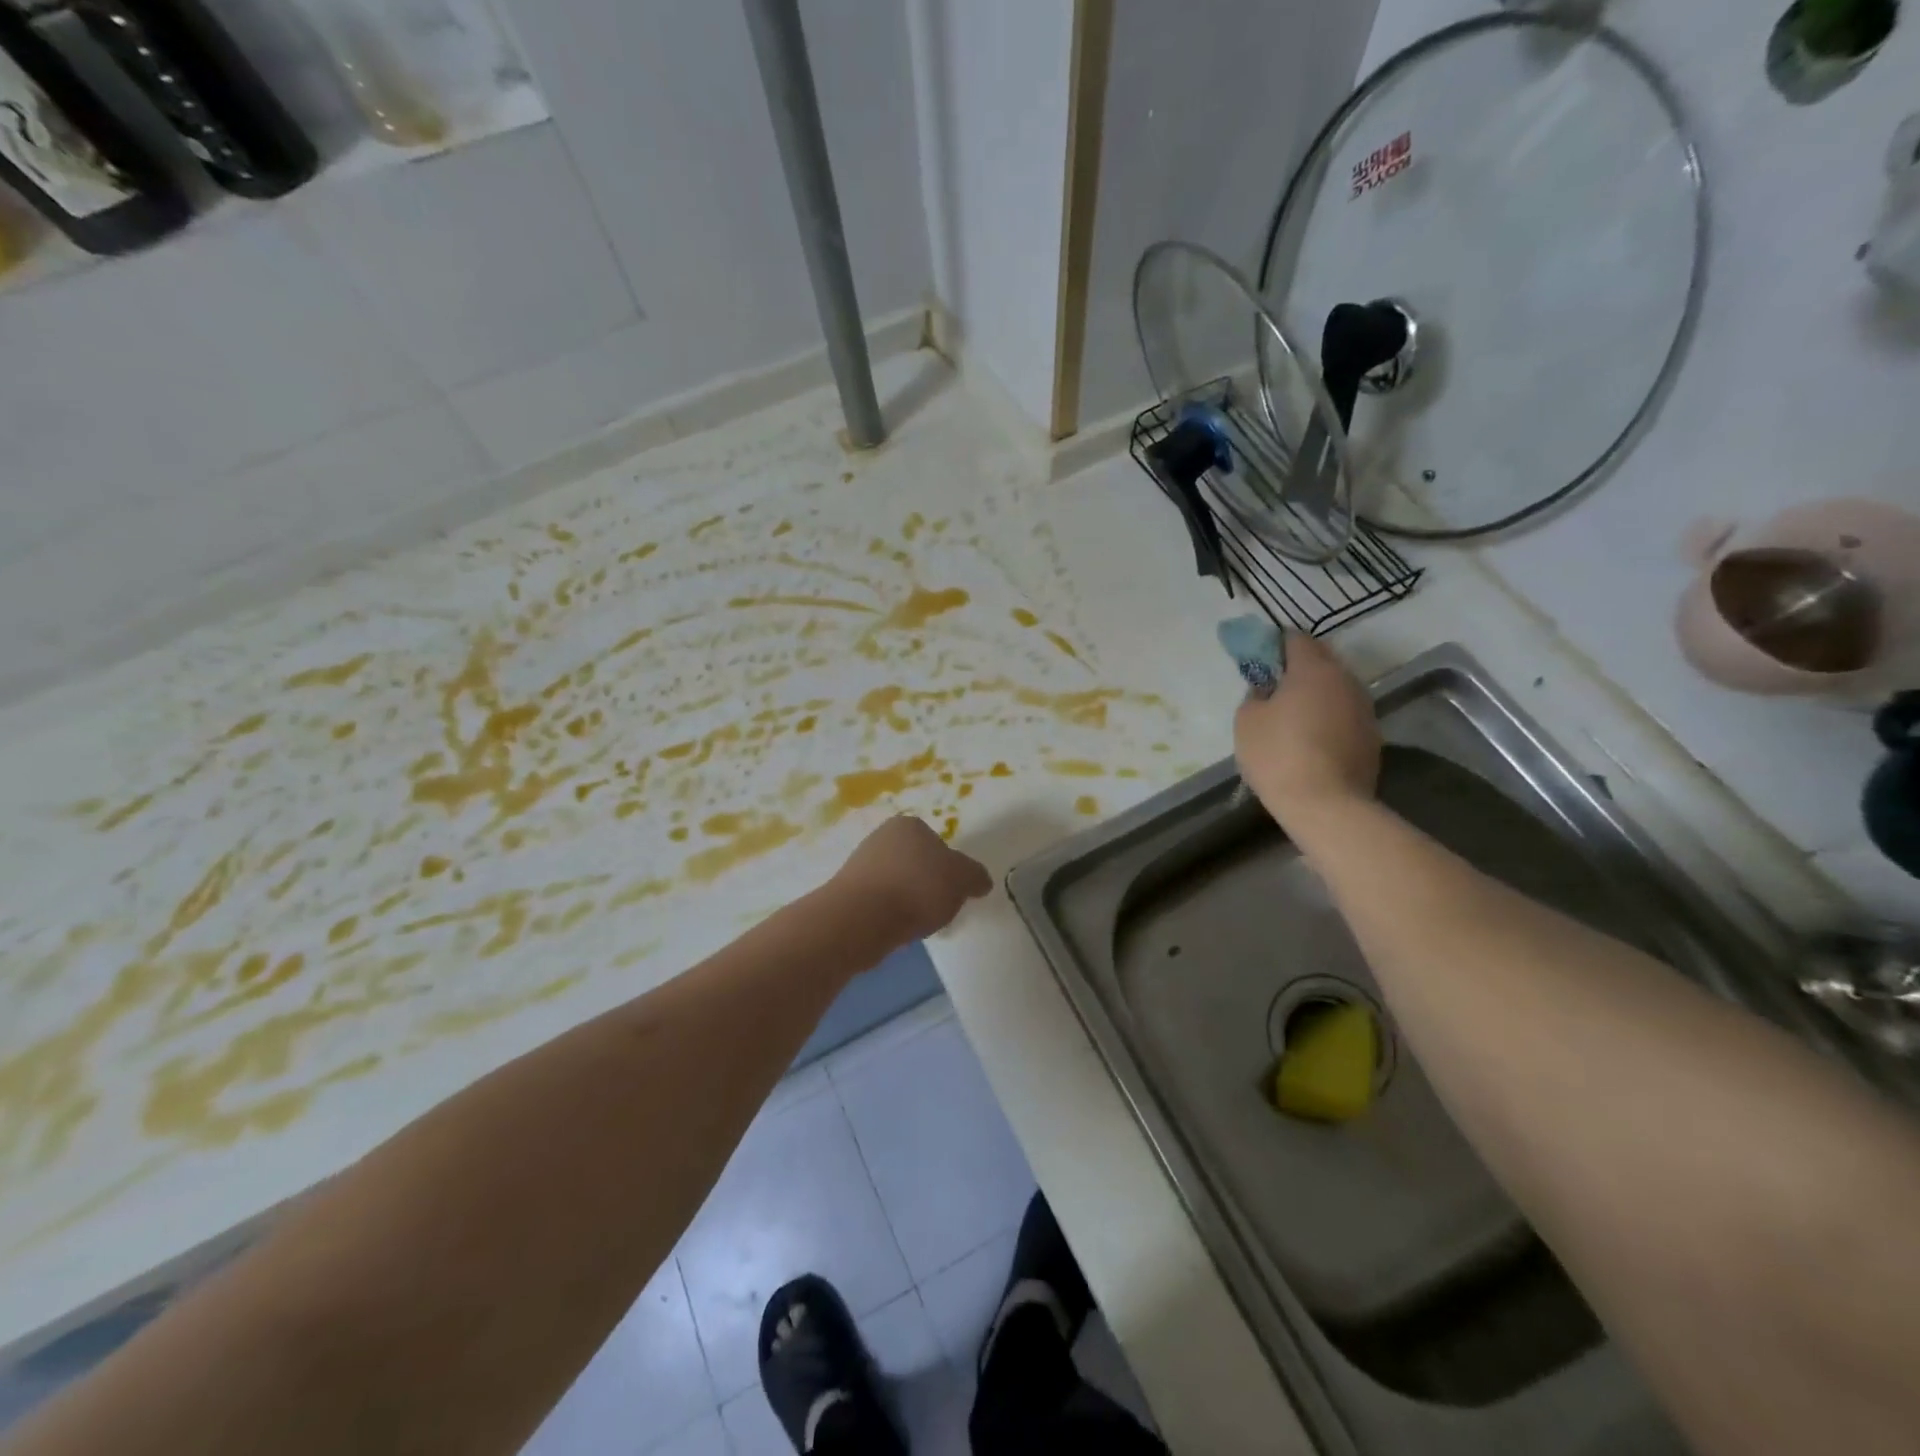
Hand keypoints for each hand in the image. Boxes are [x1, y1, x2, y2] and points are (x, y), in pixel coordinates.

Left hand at [833, 816, 992, 943]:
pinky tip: (896, 929)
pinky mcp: (848, 893)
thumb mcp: (962, 879)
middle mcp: (881, 837)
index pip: (937, 842)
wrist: (861, 918)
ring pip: (897, 884)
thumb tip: (980, 881)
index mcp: (909, 825)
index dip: (949, 868)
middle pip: (916, 863)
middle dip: (928, 884)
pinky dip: (890, 915)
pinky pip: (880, 903)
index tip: (953, 890)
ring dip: (908, 901)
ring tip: (917, 924)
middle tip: (938, 908)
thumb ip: (975, 876)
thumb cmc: (917, 888)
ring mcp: (860, 864)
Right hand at [1234, 633, 1380, 831]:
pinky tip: (1311, 739)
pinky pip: (1344, 714)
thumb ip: (1255, 695)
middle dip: (1297, 667)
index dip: (1274, 645)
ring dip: (1315, 694)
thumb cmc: (1278, 755)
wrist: (1327, 805)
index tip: (1259, 660)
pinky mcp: (1372, 736)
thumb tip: (1267, 691)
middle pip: (1321, 660)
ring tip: (1292, 716)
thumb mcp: (1247, 720)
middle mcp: (1346, 680)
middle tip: (1273, 687)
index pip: (1295, 639)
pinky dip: (1328, 718)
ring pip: (1335, 688)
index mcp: (1314, 668)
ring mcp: (1365, 709)